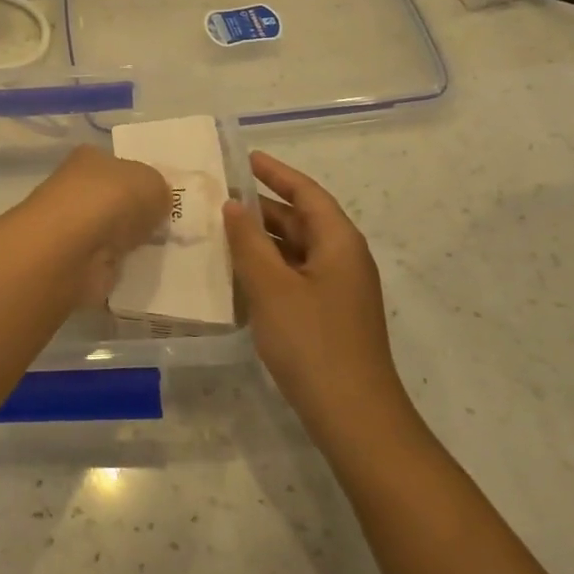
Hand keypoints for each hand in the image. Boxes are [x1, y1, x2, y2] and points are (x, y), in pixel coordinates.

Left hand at [22, 146, 172, 305]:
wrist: (72, 251)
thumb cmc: (110, 201)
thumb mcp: (152, 183)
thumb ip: (160, 190)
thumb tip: (157, 202)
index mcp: (90, 158)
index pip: (120, 165)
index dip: (143, 180)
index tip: (166, 199)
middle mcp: (77, 188)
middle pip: (116, 199)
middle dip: (139, 214)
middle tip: (170, 227)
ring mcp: (74, 227)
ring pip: (112, 231)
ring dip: (131, 242)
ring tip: (163, 250)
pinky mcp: (75, 261)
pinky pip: (108, 261)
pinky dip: (122, 266)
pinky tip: (142, 270)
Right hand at [222, 152, 419, 442]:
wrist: (353, 416)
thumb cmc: (313, 342)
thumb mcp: (272, 287)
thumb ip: (249, 243)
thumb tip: (233, 206)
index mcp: (339, 242)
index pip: (306, 193)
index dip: (276, 173)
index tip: (245, 157)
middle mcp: (344, 259)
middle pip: (302, 220)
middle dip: (263, 206)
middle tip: (220, 196)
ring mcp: (338, 290)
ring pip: (297, 250)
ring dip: (263, 239)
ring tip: (221, 230)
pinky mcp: (329, 315)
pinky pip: (296, 275)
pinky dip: (269, 267)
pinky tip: (238, 274)